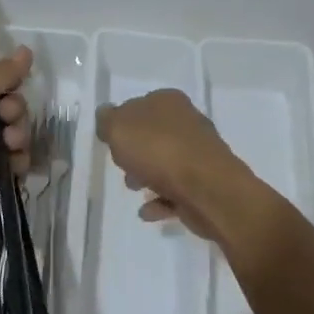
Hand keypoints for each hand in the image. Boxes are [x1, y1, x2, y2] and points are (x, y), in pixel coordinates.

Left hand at [0, 46, 34, 237]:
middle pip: (4, 112)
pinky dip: (18, 164)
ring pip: (11, 139)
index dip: (5, 87)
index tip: (11, 90)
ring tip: (12, 145)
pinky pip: (12, 167)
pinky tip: (16, 166)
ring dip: (18, 138)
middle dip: (14, 113)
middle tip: (9, 120)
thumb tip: (27, 49)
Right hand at [94, 88, 251, 240]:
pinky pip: (175, 191)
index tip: (111, 142)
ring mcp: (199, 154)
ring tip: (135, 190)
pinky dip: (160, 200)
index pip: (141, 105)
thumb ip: (107, 120)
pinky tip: (147, 211)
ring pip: (165, 163)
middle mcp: (188, 123)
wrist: (207, 189)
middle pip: (153, 136)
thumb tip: (106, 115)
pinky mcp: (205, 184)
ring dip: (147, 177)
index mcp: (169, 102)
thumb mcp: (118, 128)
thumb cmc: (159, 151)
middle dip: (135, 153)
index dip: (123, 123)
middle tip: (122, 167)